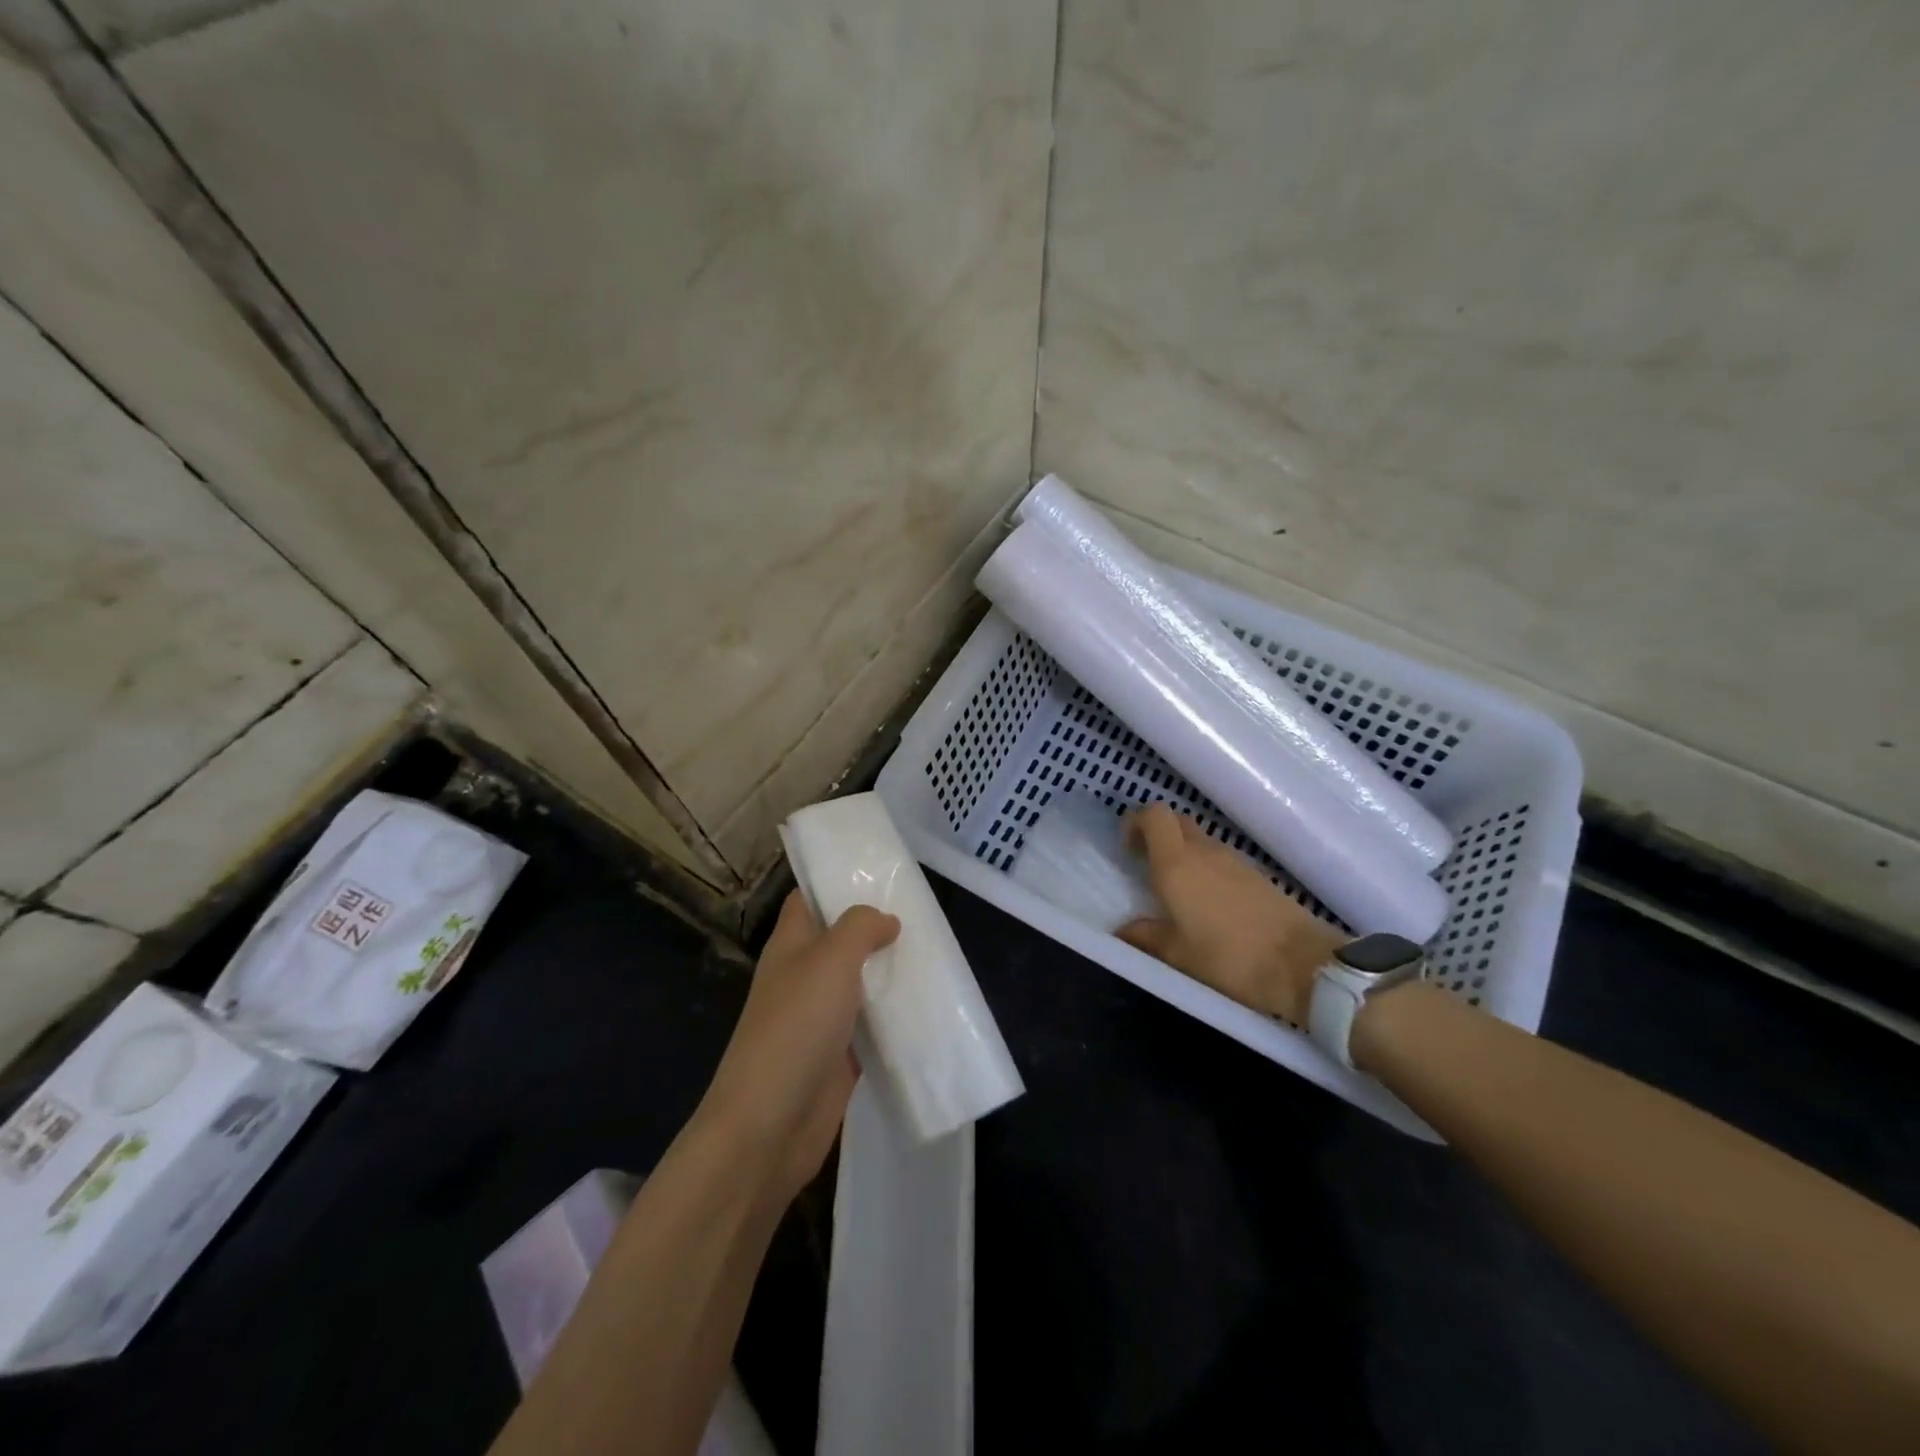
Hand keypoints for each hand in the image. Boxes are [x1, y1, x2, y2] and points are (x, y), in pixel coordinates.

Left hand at [702, 892, 899, 1204]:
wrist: (769, 1126)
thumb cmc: (796, 1028)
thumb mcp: (830, 960)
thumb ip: (859, 928)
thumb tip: (886, 919)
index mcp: (790, 946)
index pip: (808, 899)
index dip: (836, 881)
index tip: (879, 871)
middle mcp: (804, 976)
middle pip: (840, 940)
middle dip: (876, 926)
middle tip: (923, 910)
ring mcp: (821, 1018)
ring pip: (860, 982)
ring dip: (890, 970)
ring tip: (935, 950)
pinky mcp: (840, 1056)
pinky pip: (873, 1025)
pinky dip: (895, 1015)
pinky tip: (929, 1005)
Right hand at [1117, 803, 1342, 1024]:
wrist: (1302, 964)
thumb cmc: (1228, 957)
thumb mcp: (1177, 955)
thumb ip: (1145, 936)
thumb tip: (1123, 930)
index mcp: (1176, 864)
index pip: (1154, 815)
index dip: (1137, 823)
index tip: (1128, 849)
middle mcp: (1204, 852)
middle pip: (1176, 822)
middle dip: (1157, 835)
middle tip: (1146, 866)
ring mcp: (1234, 860)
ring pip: (1199, 840)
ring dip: (1183, 853)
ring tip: (1177, 891)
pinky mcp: (1256, 875)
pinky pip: (1220, 859)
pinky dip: (1206, 869)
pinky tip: (1208, 904)